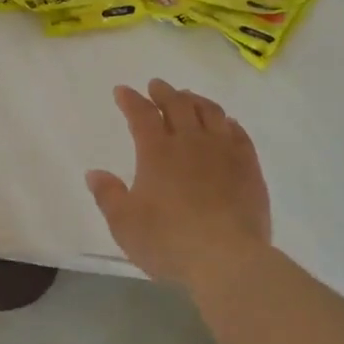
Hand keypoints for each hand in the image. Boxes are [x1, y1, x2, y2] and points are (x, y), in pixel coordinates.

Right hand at [85, 79, 272, 287]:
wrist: (226, 258)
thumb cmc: (168, 241)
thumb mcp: (124, 224)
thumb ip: (108, 195)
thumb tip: (94, 173)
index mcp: (157, 152)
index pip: (141, 114)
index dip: (130, 100)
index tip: (122, 91)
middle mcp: (191, 142)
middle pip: (178, 105)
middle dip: (164, 92)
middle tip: (157, 86)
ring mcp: (224, 151)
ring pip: (211, 112)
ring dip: (196, 100)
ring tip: (189, 97)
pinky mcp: (249, 166)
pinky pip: (239, 133)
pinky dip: (228, 122)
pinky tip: (227, 123)